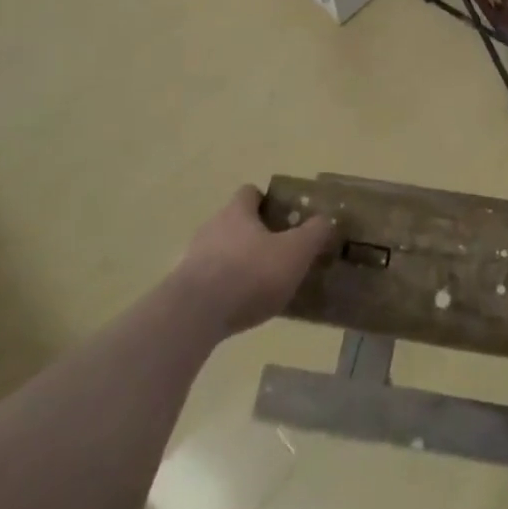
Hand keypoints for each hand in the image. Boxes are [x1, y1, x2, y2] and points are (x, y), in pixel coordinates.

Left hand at [174, 186, 335, 337]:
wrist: (194, 316)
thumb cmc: (249, 274)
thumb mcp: (295, 252)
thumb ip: (313, 233)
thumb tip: (326, 219)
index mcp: (237, 212)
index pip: (250, 193)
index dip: (266, 201)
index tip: (282, 217)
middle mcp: (212, 227)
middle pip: (234, 222)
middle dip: (253, 235)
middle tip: (276, 253)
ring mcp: (192, 258)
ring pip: (219, 251)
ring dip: (236, 263)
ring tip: (258, 285)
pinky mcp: (181, 289)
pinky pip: (207, 281)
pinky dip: (222, 288)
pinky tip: (237, 307)